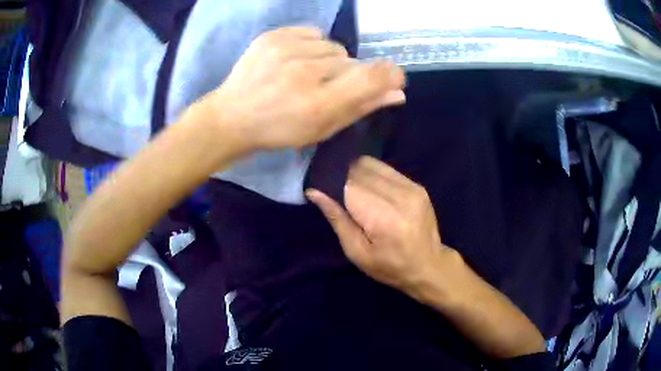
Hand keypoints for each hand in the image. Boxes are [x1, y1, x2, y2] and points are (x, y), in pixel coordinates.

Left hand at [199, 27, 405, 150]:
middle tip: (325, 87)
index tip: (393, 76)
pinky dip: (311, 46)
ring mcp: (285, 50)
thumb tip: (397, 92)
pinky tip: (295, 60)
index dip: (389, 74)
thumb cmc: (279, 129)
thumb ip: (360, 108)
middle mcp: (304, 73)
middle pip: (352, 61)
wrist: (232, 116)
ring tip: (306, 74)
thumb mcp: (322, 129)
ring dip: (329, 60)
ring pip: (333, 47)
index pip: (370, 77)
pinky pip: (313, 33)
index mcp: (318, 104)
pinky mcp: (272, 36)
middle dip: (347, 74)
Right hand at [307, 156, 450, 292]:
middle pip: (359, 170)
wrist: (429, 266)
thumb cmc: (389, 267)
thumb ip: (337, 218)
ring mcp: (411, 187)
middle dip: (342, 177)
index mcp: (383, 218)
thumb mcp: (356, 252)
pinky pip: (386, 169)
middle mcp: (400, 196)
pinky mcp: (417, 185)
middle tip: (333, 191)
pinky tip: (369, 188)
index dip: (331, 183)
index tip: (320, 188)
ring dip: (356, 173)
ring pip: (371, 164)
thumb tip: (314, 192)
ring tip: (351, 190)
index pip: (349, 184)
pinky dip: (371, 174)